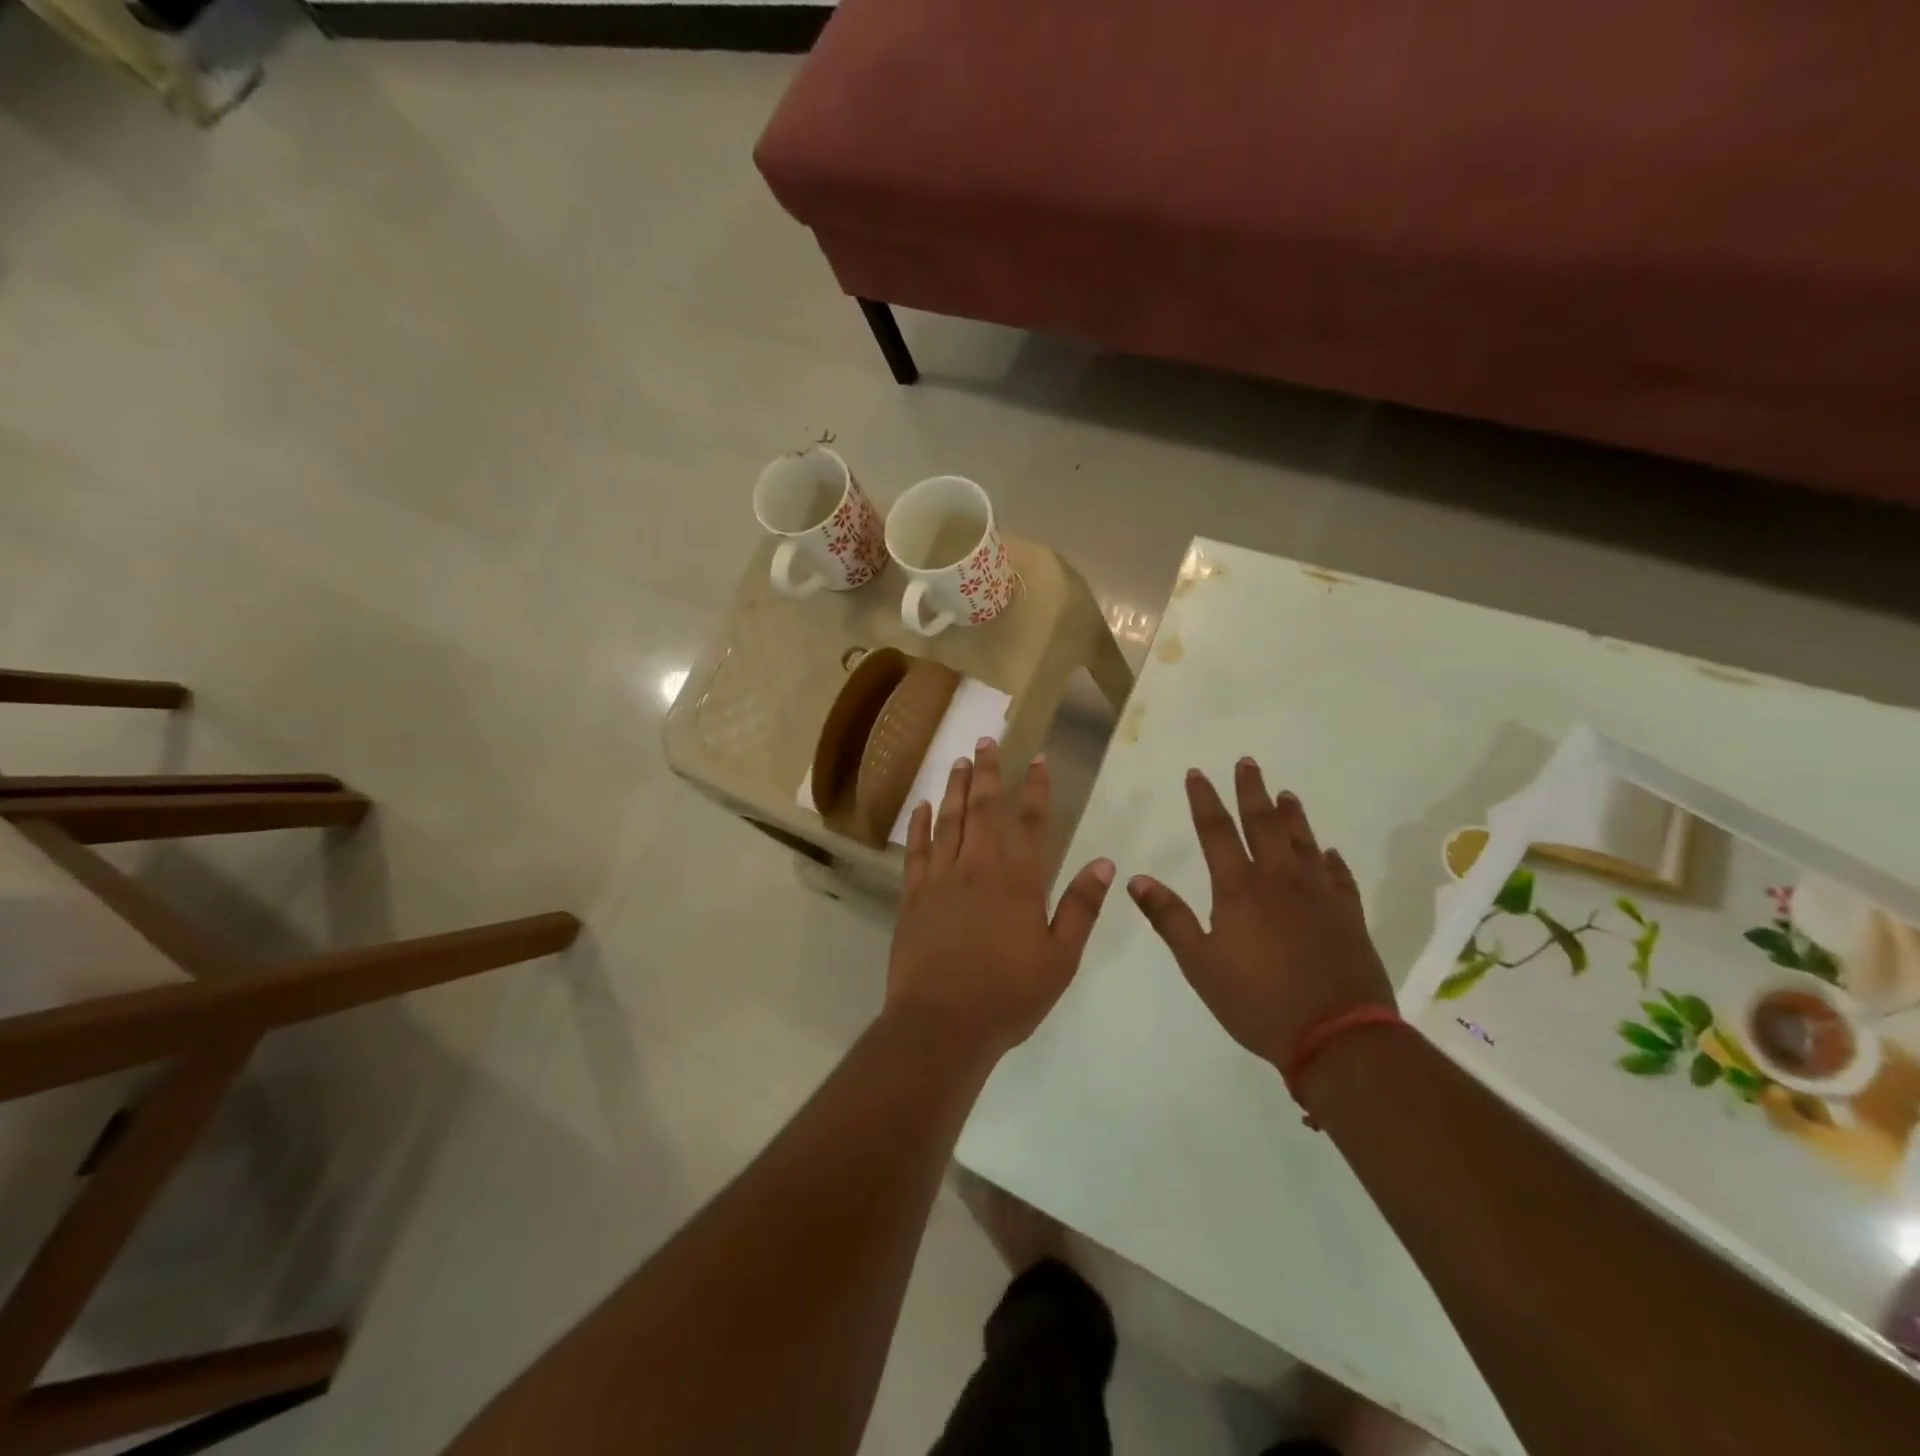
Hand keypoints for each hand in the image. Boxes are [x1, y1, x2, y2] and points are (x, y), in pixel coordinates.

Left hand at [887, 740, 1115, 1059]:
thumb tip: (1104, 863)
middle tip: (986, 740)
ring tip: (959, 760)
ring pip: (949, 820)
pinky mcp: (913, 896)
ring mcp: (941, 879)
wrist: (943, 1023)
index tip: (1037, 758)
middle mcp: (978, 867)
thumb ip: (1080, 907)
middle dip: (989, 772)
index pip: (1030, 821)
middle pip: (984, 809)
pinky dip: (920, 825)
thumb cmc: (1009, 995)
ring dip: (956, 788)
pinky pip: (917, 850)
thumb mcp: (1060, 957)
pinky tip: (923, 806)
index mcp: (1018, 881)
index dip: (1035, 787)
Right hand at [1127, 758, 1392, 1068]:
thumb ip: (1168, 918)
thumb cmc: (1257, 1001)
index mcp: (1239, 889)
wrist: (1336, 1036)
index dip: (1204, 801)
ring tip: (1286, 793)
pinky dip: (1331, 860)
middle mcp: (1279, 880)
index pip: (1216, 832)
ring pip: (1304, 842)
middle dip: (1251, 791)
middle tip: (1248, 762)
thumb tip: (1136, 878)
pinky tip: (1329, 852)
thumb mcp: (1199, 964)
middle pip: (1264, 824)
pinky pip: (1340, 876)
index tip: (1197, 773)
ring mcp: (1319, 895)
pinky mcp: (1348, 915)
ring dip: (1293, 816)